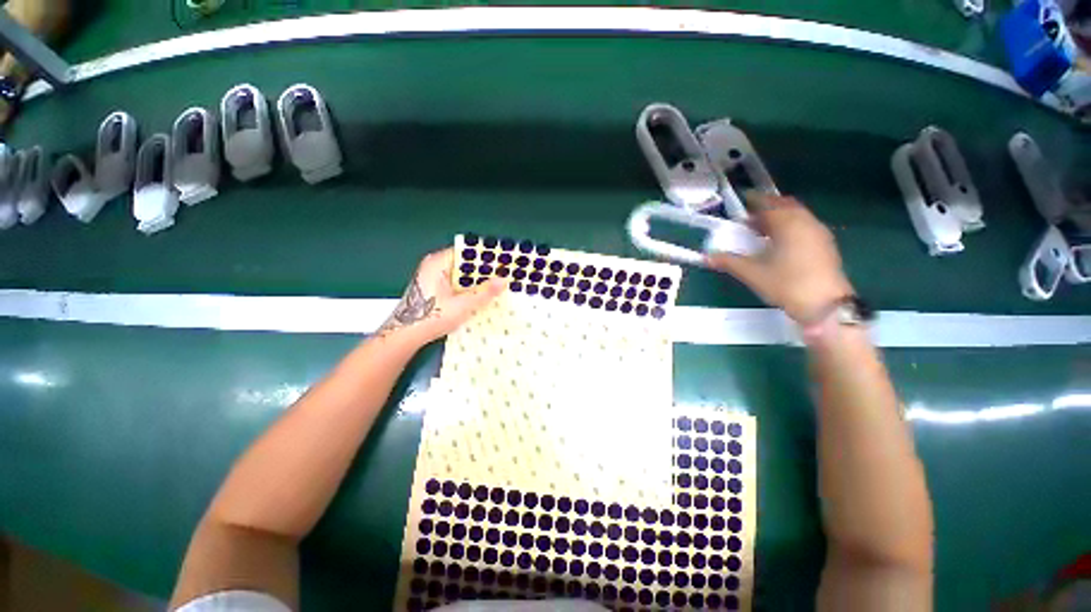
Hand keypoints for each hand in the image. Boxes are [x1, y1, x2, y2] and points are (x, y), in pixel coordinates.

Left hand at [377, 248, 506, 344]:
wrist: (405, 336)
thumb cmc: (431, 317)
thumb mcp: (463, 305)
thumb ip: (485, 292)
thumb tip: (504, 280)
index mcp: (438, 262)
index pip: (466, 252)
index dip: (485, 256)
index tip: (503, 262)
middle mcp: (435, 266)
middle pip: (465, 263)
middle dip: (484, 271)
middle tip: (504, 275)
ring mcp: (434, 277)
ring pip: (462, 275)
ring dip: (477, 282)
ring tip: (498, 286)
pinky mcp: (435, 289)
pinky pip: (457, 284)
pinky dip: (469, 289)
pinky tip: (482, 296)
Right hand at [706, 192, 853, 322]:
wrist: (825, 305)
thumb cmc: (786, 284)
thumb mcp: (752, 273)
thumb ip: (728, 261)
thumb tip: (706, 257)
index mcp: (787, 223)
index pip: (768, 204)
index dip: (753, 201)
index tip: (741, 202)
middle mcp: (805, 222)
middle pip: (785, 206)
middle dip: (767, 208)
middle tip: (749, 219)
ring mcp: (818, 233)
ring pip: (797, 216)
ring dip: (779, 218)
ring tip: (761, 232)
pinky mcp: (825, 245)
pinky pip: (804, 226)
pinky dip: (790, 227)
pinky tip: (779, 244)